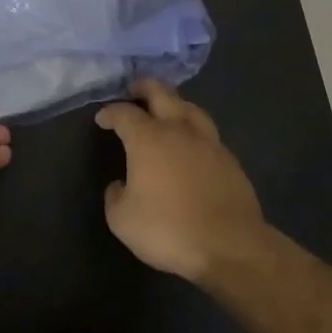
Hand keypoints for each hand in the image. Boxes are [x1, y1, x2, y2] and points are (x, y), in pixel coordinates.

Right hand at [95, 79, 267, 281]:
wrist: (230, 245)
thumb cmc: (169, 229)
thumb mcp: (122, 220)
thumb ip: (115, 196)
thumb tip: (121, 185)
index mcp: (148, 139)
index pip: (124, 114)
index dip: (110, 112)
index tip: (102, 118)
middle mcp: (178, 130)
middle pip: (161, 94)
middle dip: (144, 87)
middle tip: (134, 88)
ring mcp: (208, 142)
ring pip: (190, 107)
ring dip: (174, 102)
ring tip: (166, 107)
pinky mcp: (230, 159)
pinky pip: (207, 132)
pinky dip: (194, 127)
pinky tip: (191, 141)